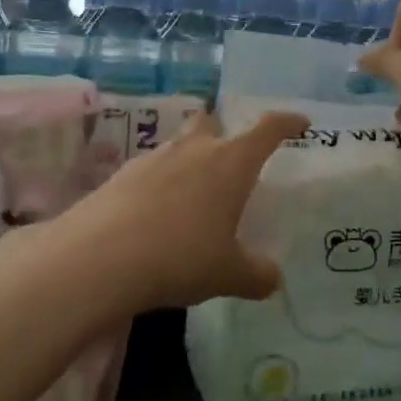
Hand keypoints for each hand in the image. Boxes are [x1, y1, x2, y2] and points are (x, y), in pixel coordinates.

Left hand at [54, 108, 309, 312]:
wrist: (99, 257)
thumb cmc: (181, 256)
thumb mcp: (228, 273)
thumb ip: (256, 274)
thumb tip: (272, 278)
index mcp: (231, 162)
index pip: (267, 129)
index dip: (287, 123)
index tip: (301, 124)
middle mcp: (194, 149)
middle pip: (212, 122)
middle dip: (223, 134)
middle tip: (230, 162)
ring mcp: (153, 158)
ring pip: (178, 145)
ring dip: (189, 161)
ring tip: (192, 197)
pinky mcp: (121, 175)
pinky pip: (150, 170)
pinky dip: (159, 185)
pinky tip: (156, 217)